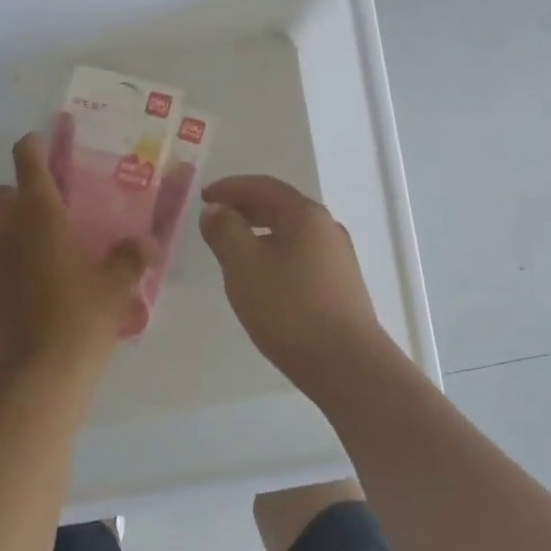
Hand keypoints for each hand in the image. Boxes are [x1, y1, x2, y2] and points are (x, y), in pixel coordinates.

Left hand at [0, 133, 148, 380]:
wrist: (43, 368)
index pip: (28, 163)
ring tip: (12, 240)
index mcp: (42, 215)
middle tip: (32, 210)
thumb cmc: (84, 314)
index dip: (32, 147)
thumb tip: (147, 243)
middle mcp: (8, 229)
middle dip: (6, 195)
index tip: (38, 144)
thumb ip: (132, 256)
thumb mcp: (119, 283)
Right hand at [199, 176, 392, 383]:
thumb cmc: (289, 309)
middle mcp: (327, 227)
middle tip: (217, 217)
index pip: (263, 187)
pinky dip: (277, 250)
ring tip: (236, 246)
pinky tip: (265, 274)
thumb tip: (217, 210)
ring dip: (261, 230)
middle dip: (246, 207)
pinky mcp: (342, 283)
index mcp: (304, 215)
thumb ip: (225, 232)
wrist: (346, 363)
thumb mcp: (244, 266)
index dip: (230, 188)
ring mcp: (339, 256)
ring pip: (293, 231)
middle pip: (281, 205)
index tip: (204, 196)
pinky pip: (302, 252)